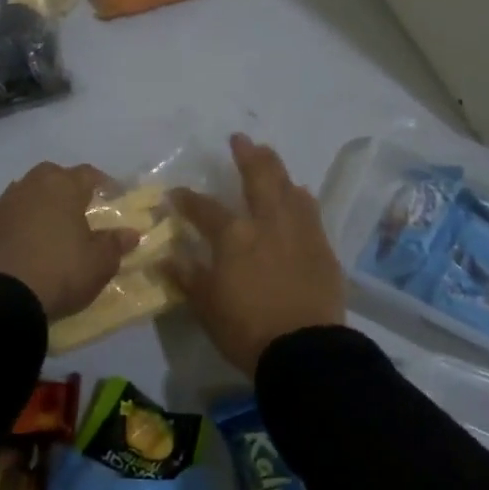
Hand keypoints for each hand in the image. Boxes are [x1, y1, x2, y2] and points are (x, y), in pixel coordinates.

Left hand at [0, 162, 139, 319]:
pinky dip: (21, 225)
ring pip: (28, 193)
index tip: (114, 198)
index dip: (104, 184)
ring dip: (41, 204)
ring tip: (53, 227)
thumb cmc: (61, 271)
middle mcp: (32, 186)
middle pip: (53, 176)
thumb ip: (115, 243)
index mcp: (63, 187)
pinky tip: (28, 245)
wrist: (3, 298)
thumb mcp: (100, 262)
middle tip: (80, 208)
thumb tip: (131, 233)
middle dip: (67, 187)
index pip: (88, 174)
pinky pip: (10, 218)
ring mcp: (5, 206)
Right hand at [168, 134, 344, 375]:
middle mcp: (268, 222)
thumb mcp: (206, 306)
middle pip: (259, 177)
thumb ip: (187, 276)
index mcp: (234, 235)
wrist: (305, 350)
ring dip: (278, 170)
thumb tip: (166, 257)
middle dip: (248, 155)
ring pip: (289, 188)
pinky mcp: (322, 247)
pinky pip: (311, 211)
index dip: (188, 199)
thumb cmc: (247, 328)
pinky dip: (301, 198)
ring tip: (271, 159)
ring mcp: (299, 231)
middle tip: (241, 140)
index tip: (177, 193)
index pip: (205, 209)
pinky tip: (300, 195)